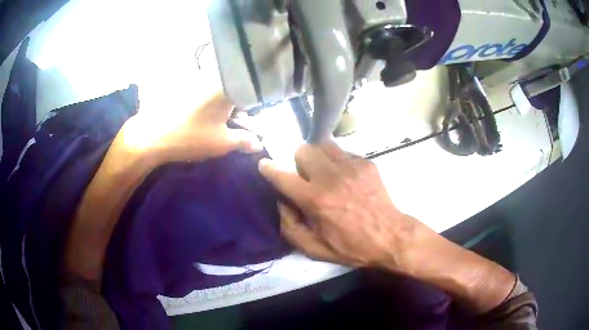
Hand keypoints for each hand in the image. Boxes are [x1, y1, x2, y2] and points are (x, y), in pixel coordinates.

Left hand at [119, 92, 261, 164]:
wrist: (152, 136)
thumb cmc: (191, 137)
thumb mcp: (222, 142)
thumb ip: (244, 140)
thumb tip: (259, 144)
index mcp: (226, 88)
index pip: (250, 92)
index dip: (252, 108)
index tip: (249, 121)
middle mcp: (212, 79)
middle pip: (233, 89)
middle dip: (237, 106)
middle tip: (235, 124)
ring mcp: (196, 81)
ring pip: (218, 90)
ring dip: (222, 105)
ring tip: (217, 123)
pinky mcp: (183, 86)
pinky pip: (203, 92)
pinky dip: (208, 103)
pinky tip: (202, 117)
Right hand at [258, 142, 428, 270]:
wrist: (390, 236)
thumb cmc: (351, 246)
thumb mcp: (314, 249)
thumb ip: (290, 226)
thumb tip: (280, 203)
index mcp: (315, 199)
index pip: (282, 175)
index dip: (268, 168)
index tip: (264, 164)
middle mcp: (330, 177)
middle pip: (303, 149)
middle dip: (298, 161)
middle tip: (306, 176)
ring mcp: (351, 166)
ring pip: (323, 144)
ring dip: (318, 156)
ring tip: (325, 172)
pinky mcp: (366, 163)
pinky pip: (344, 153)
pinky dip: (338, 162)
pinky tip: (346, 178)